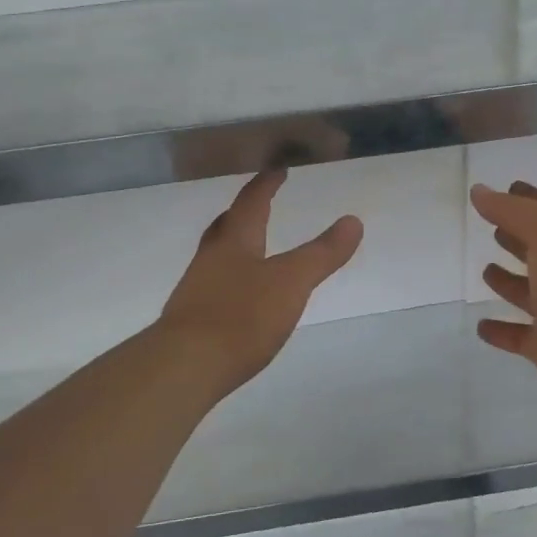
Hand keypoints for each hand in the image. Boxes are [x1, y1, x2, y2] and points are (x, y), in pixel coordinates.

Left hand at [160, 170, 363, 391]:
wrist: (184, 367)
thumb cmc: (241, 316)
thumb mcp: (291, 282)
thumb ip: (322, 253)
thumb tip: (353, 220)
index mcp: (235, 242)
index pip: (252, 203)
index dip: (266, 184)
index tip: (278, 169)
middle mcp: (210, 259)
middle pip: (226, 226)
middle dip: (243, 212)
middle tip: (258, 203)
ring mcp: (196, 290)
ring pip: (216, 256)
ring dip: (234, 246)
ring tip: (251, 248)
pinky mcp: (192, 321)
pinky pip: (214, 287)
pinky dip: (230, 280)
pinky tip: (240, 297)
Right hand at [471, 181, 536, 423]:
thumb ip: (513, 211)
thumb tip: (479, 191)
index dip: (531, 201)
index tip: (510, 188)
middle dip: (520, 240)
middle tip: (495, 230)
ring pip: (532, 295)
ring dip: (510, 283)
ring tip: (486, 272)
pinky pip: (521, 337)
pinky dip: (502, 332)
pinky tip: (482, 327)